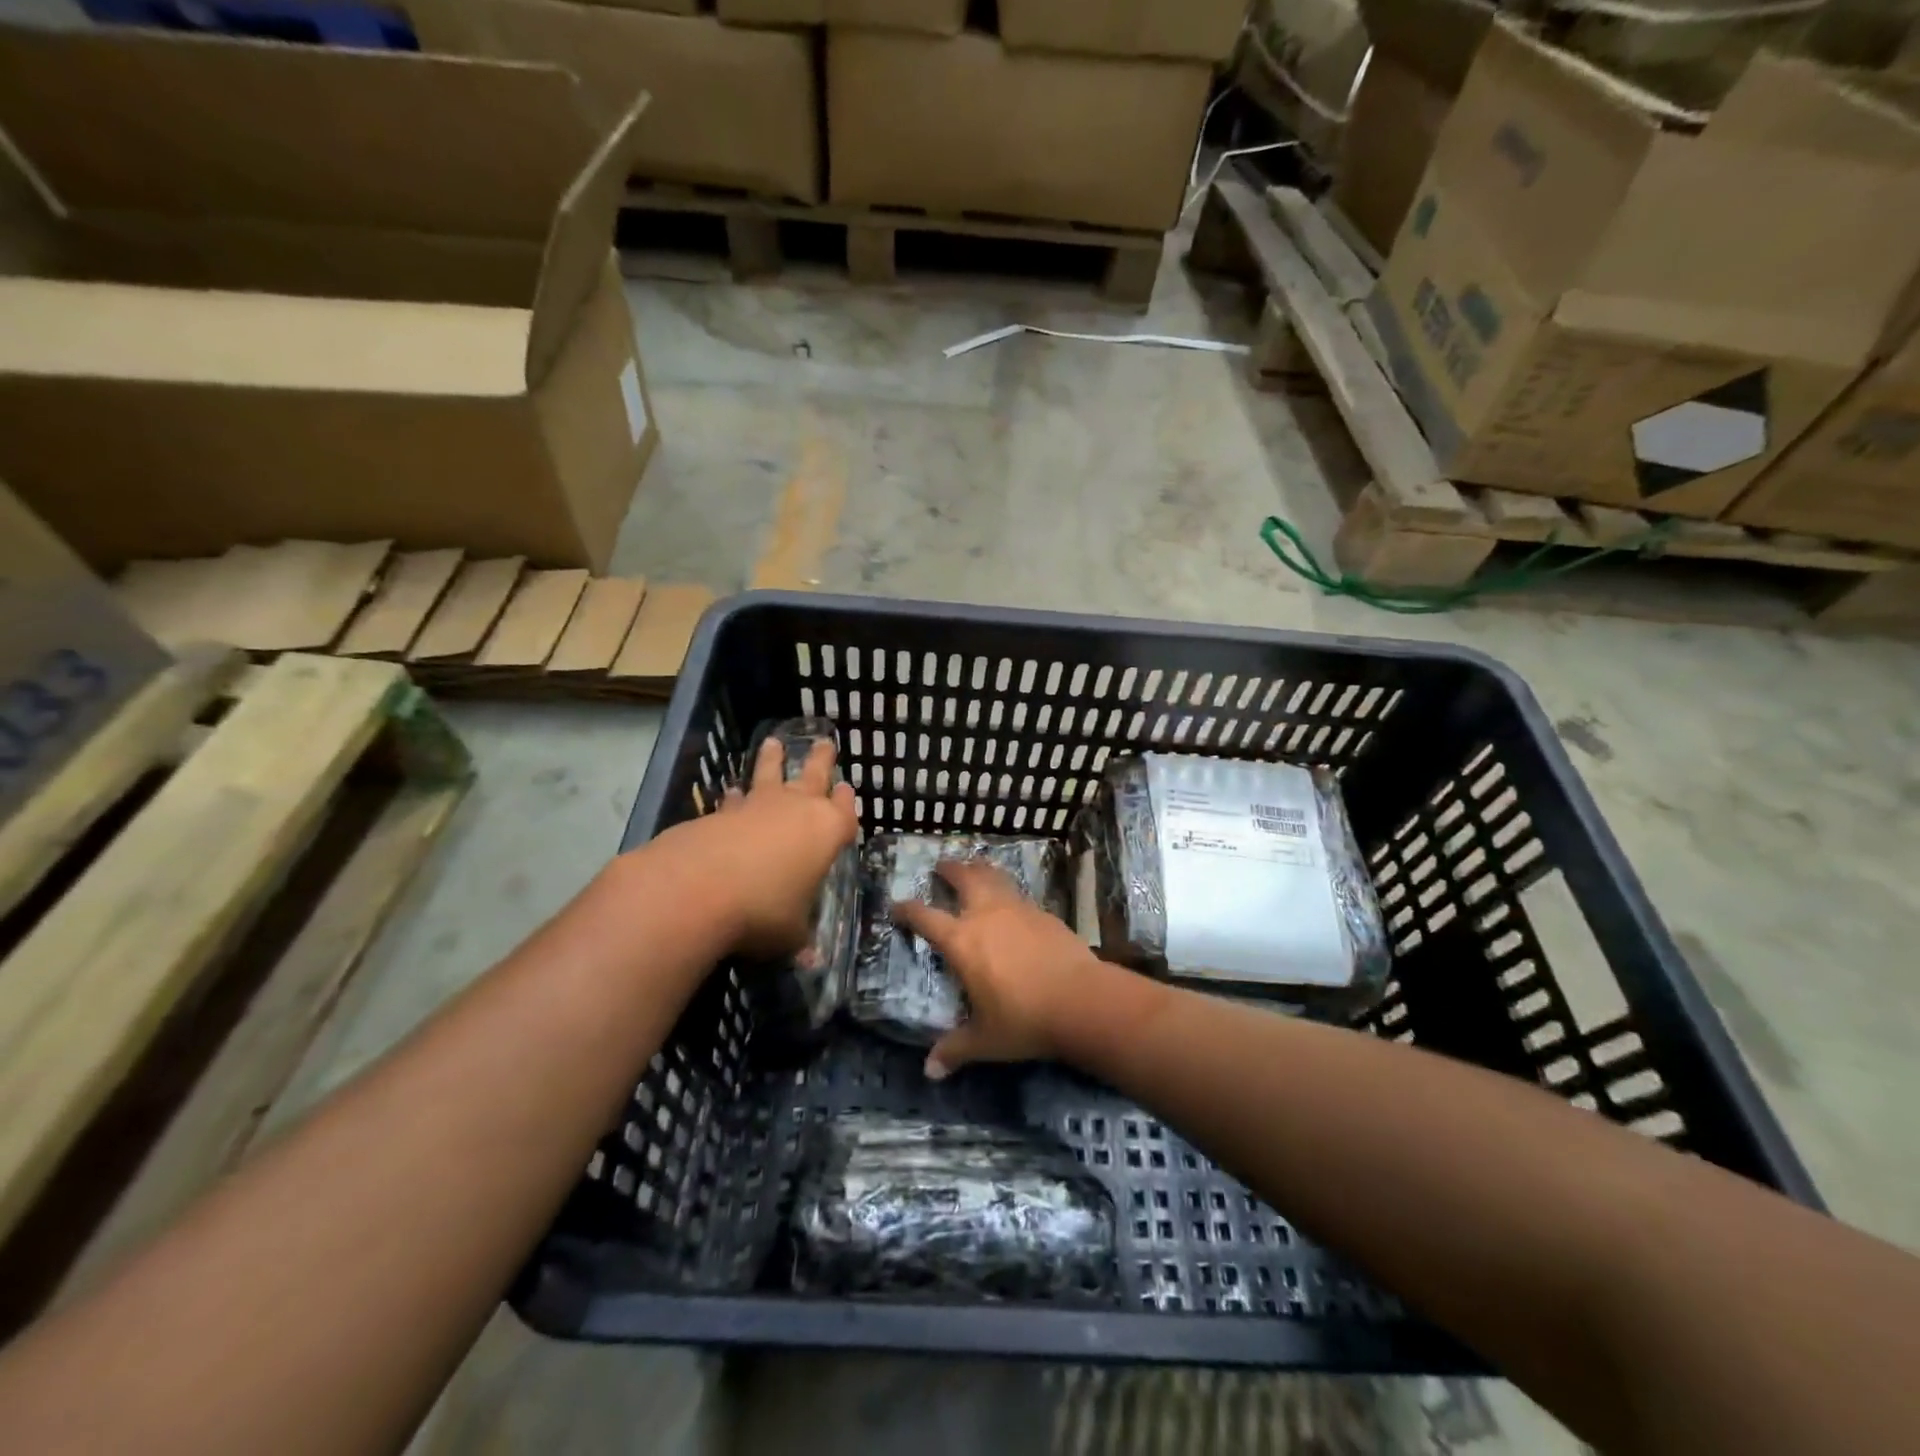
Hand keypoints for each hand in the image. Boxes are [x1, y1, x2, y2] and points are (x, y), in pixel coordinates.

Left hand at [650, 736, 857, 957]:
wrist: (697, 890)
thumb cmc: (763, 911)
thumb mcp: (790, 935)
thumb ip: (800, 939)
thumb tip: (810, 959)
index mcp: (826, 832)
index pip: (844, 811)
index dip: (846, 802)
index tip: (847, 789)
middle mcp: (796, 810)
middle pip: (813, 776)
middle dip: (820, 760)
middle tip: (824, 742)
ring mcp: (756, 808)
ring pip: (769, 774)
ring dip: (772, 760)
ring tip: (773, 742)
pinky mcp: (719, 814)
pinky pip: (735, 800)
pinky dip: (736, 797)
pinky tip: (731, 793)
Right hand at [894, 861, 1108, 1079]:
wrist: (1080, 1000)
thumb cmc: (1024, 1019)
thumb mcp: (985, 1040)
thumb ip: (955, 1050)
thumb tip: (930, 1071)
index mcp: (962, 941)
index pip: (925, 917)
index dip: (907, 909)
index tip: (896, 906)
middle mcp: (986, 915)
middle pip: (963, 878)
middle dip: (949, 870)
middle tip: (941, 865)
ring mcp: (1017, 909)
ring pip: (994, 877)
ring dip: (980, 869)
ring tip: (974, 868)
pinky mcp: (1044, 913)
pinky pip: (1018, 894)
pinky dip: (1007, 890)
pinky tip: (1011, 902)